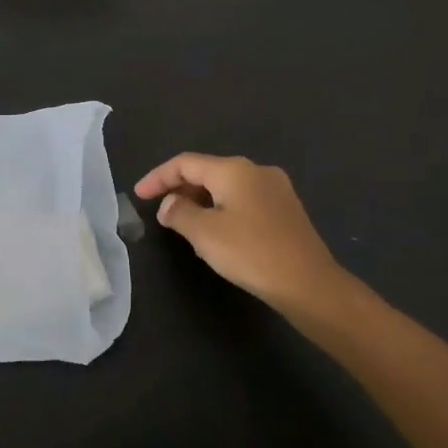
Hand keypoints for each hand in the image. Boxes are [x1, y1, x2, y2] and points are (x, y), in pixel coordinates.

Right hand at [134, 153, 356, 316]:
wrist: (309, 283)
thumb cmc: (251, 252)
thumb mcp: (204, 234)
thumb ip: (180, 213)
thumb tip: (169, 204)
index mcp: (234, 170)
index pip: (185, 163)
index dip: (158, 177)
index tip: (138, 195)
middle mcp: (256, 170)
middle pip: (207, 171)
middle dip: (180, 189)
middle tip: (160, 212)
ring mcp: (276, 189)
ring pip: (227, 186)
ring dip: (201, 200)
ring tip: (183, 223)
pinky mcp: (286, 210)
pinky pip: (244, 200)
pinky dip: (222, 209)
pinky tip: (217, 231)